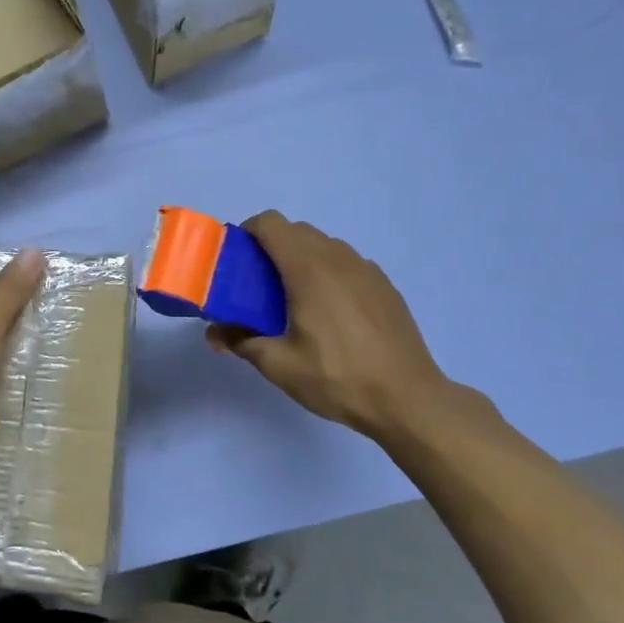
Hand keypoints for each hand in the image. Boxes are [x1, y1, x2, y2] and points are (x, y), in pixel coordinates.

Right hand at [207, 212, 451, 443]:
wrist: (409, 399)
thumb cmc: (338, 377)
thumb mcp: (279, 365)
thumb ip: (241, 341)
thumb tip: (214, 333)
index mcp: (308, 268)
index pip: (270, 223)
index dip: (248, 234)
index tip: (238, 263)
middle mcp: (338, 258)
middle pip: (295, 231)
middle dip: (271, 249)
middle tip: (259, 288)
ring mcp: (366, 269)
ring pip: (323, 246)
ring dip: (301, 260)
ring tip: (295, 302)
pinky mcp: (384, 285)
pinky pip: (346, 264)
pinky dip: (328, 274)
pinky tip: (331, 315)